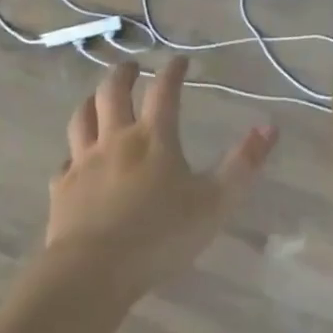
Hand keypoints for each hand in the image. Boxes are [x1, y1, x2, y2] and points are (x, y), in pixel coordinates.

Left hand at [46, 58, 276, 299]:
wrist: (93, 270)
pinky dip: (73, 154)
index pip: (164, 92)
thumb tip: (269, 128)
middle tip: (130, 67)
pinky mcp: (62, 190)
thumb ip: (243, 164)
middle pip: (112, 94)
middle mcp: (115, 141)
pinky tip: (75, 161)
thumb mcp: (215, 202)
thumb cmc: (161, 235)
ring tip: (96, 99)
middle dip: (122, 74)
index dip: (172, 72)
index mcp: (154, 139)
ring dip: (90, 103)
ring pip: (81, 120)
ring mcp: (84, 164)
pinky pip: (65, 163)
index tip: (179, 61)